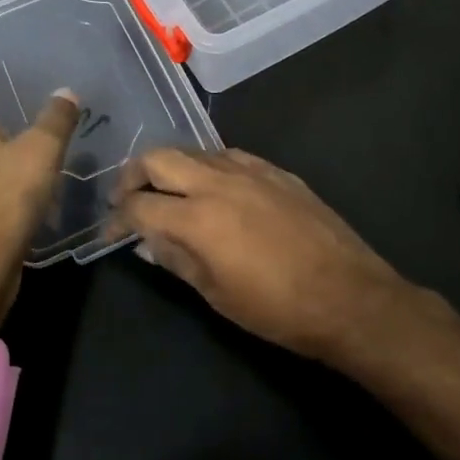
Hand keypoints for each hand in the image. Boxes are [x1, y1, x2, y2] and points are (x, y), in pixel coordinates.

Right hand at [108, 147, 413, 360]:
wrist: (348, 296)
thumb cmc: (277, 309)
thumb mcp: (216, 294)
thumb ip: (176, 260)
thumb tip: (146, 242)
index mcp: (197, 217)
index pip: (139, 204)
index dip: (117, 217)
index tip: (110, 231)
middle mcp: (217, 181)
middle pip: (159, 157)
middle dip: (133, 174)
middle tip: (127, 197)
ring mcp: (249, 170)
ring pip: (193, 151)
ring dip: (171, 166)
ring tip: (167, 191)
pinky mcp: (275, 170)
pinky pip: (228, 155)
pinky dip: (207, 166)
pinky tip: (213, 187)